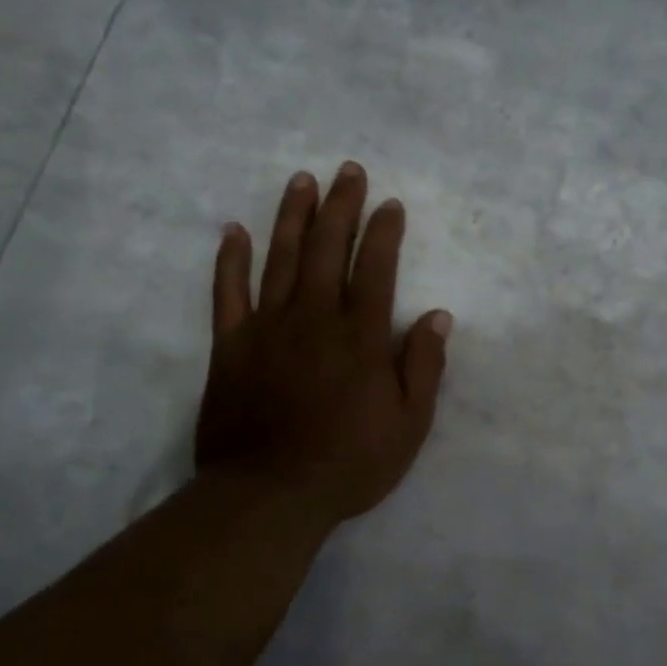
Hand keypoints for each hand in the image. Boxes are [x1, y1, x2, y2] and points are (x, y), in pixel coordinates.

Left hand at [196, 162, 451, 526]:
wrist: (271, 494)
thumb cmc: (349, 464)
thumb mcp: (409, 425)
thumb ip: (424, 366)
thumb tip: (438, 315)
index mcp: (361, 336)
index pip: (376, 268)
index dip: (384, 232)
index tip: (390, 204)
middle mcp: (314, 318)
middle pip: (328, 248)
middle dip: (341, 206)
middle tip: (347, 171)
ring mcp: (268, 328)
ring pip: (281, 258)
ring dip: (292, 216)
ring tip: (301, 181)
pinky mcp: (230, 346)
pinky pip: (228, 293)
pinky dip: (231, 260)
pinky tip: (235, 231)